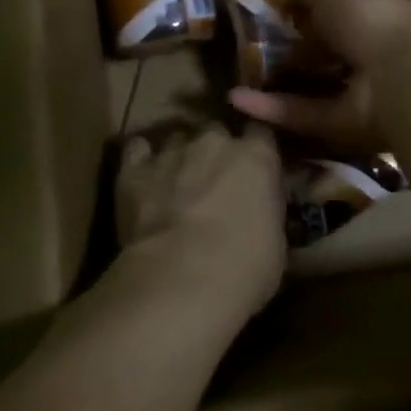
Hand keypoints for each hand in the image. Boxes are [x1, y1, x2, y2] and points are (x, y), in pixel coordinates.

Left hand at [115, 122, 285, 322]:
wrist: (183, 278)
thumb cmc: (244, 268)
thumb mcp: (276, 242)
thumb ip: (266, 212)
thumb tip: (258, 216)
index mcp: (257, 156)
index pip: (261, 133)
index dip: (255, 150)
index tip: (253, 169)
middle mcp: (215, 142)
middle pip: (216, 132)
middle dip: (214, 151)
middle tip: (213, 181)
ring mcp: (172, 152)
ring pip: (177, 139)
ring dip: (179, 157)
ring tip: (176, 183)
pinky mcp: (134, 169)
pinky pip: (137, 150)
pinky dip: (141, 160)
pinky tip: (143, 177)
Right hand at [226, 0, 410, 151]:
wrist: (405, 77)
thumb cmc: (374, 21)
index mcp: (379, 15)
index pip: (348, 7)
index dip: (320, 3)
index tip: (285, 0)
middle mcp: (373, 54)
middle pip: (332, 51)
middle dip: (300, 47)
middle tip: (254, 40)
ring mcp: (361, 92)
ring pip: (318, 86)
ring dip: (280, 81)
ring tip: (238, 72)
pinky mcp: (344, 125)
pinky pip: (305, 114)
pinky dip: (272, 109)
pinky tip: (235, 98)